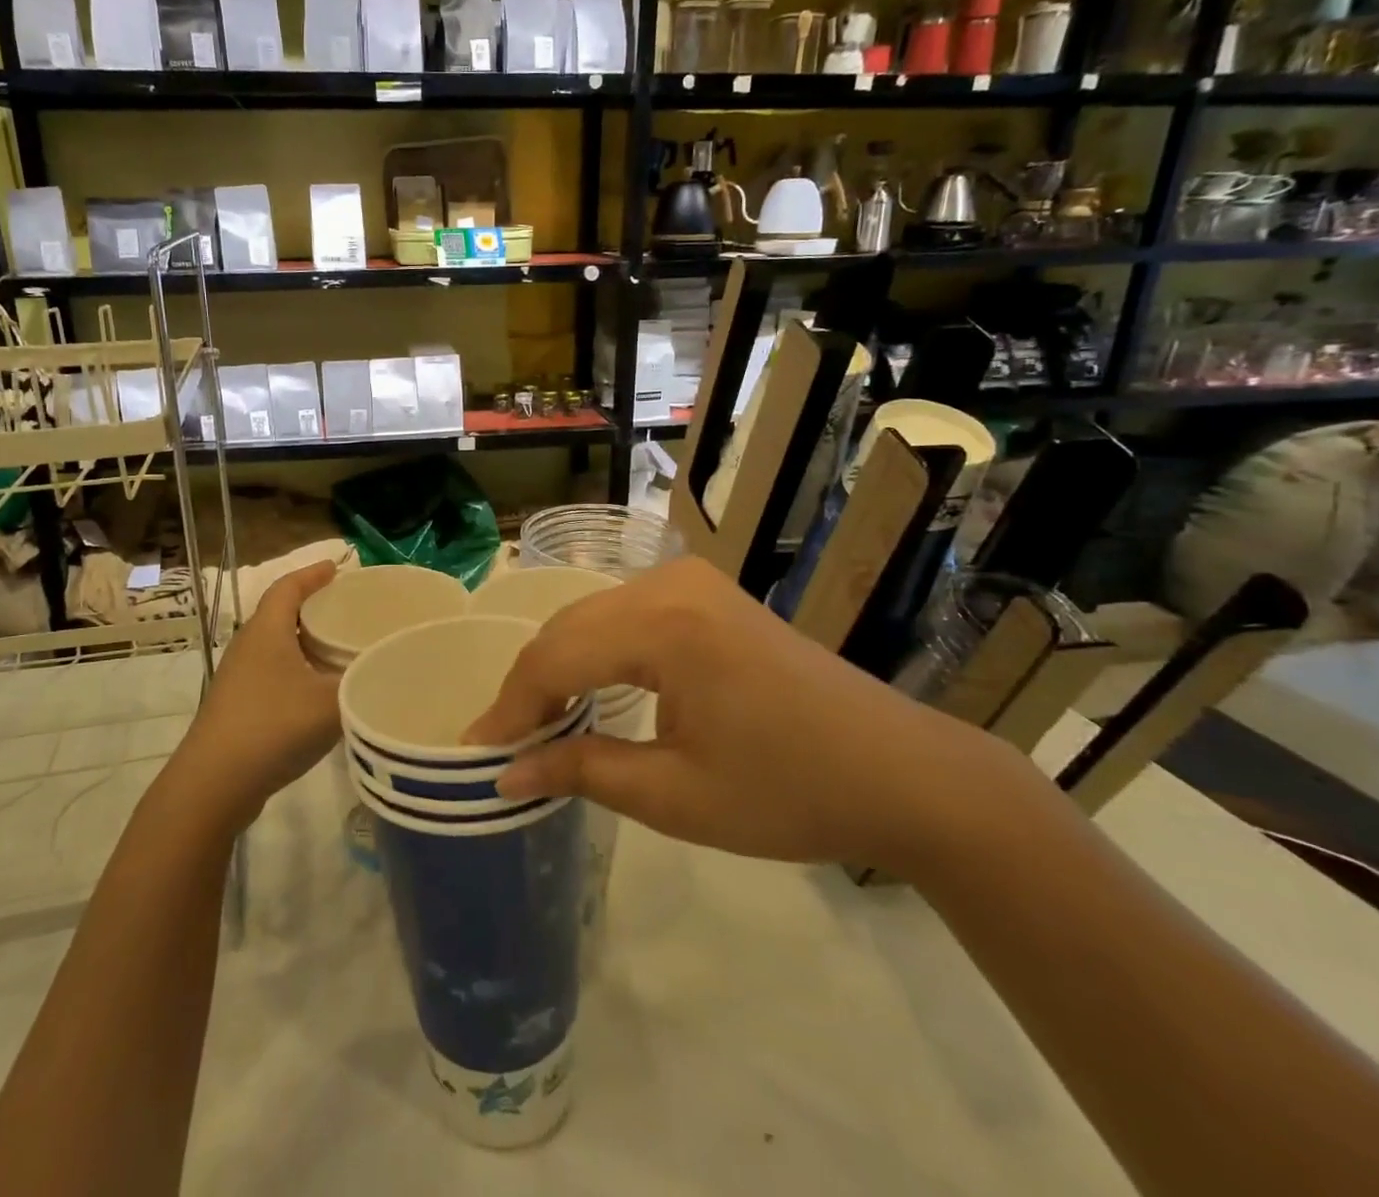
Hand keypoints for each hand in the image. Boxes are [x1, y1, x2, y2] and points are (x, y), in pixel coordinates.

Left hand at [171, 559, 342, 833]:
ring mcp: (239, 677)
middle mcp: (249, 646)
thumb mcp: (330, 702)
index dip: (313, 573)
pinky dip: (299, 668)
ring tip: (341, 646)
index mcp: (267, 631)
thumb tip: (387, 666)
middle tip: (350, 608)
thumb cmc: (272, 727)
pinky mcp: (238, 705)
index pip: (288, 587)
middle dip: (315, 605)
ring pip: (278, 645)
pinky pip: (274, 671)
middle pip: (282, 613)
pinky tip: (320, 690)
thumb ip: (364, 681)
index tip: (338, 567)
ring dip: (307, 640)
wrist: (213, 784)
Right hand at [467, 557, 1004, 872]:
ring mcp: (692, 582)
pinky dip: (596, 653)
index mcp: (665, 624)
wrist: (902, 772)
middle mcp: (670, 583)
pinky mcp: (707, 594)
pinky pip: (626, 616)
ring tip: (536, 725)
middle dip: (530, 686)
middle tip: (502, 745)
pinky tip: (587, 691)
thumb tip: (506, 773)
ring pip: (593, 618)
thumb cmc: (790, 792)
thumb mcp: (675, 796)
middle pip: (569, 628)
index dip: (510, 707)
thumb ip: (582, 771)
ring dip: (560, 667)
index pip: (555, 657)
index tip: (475, 753)